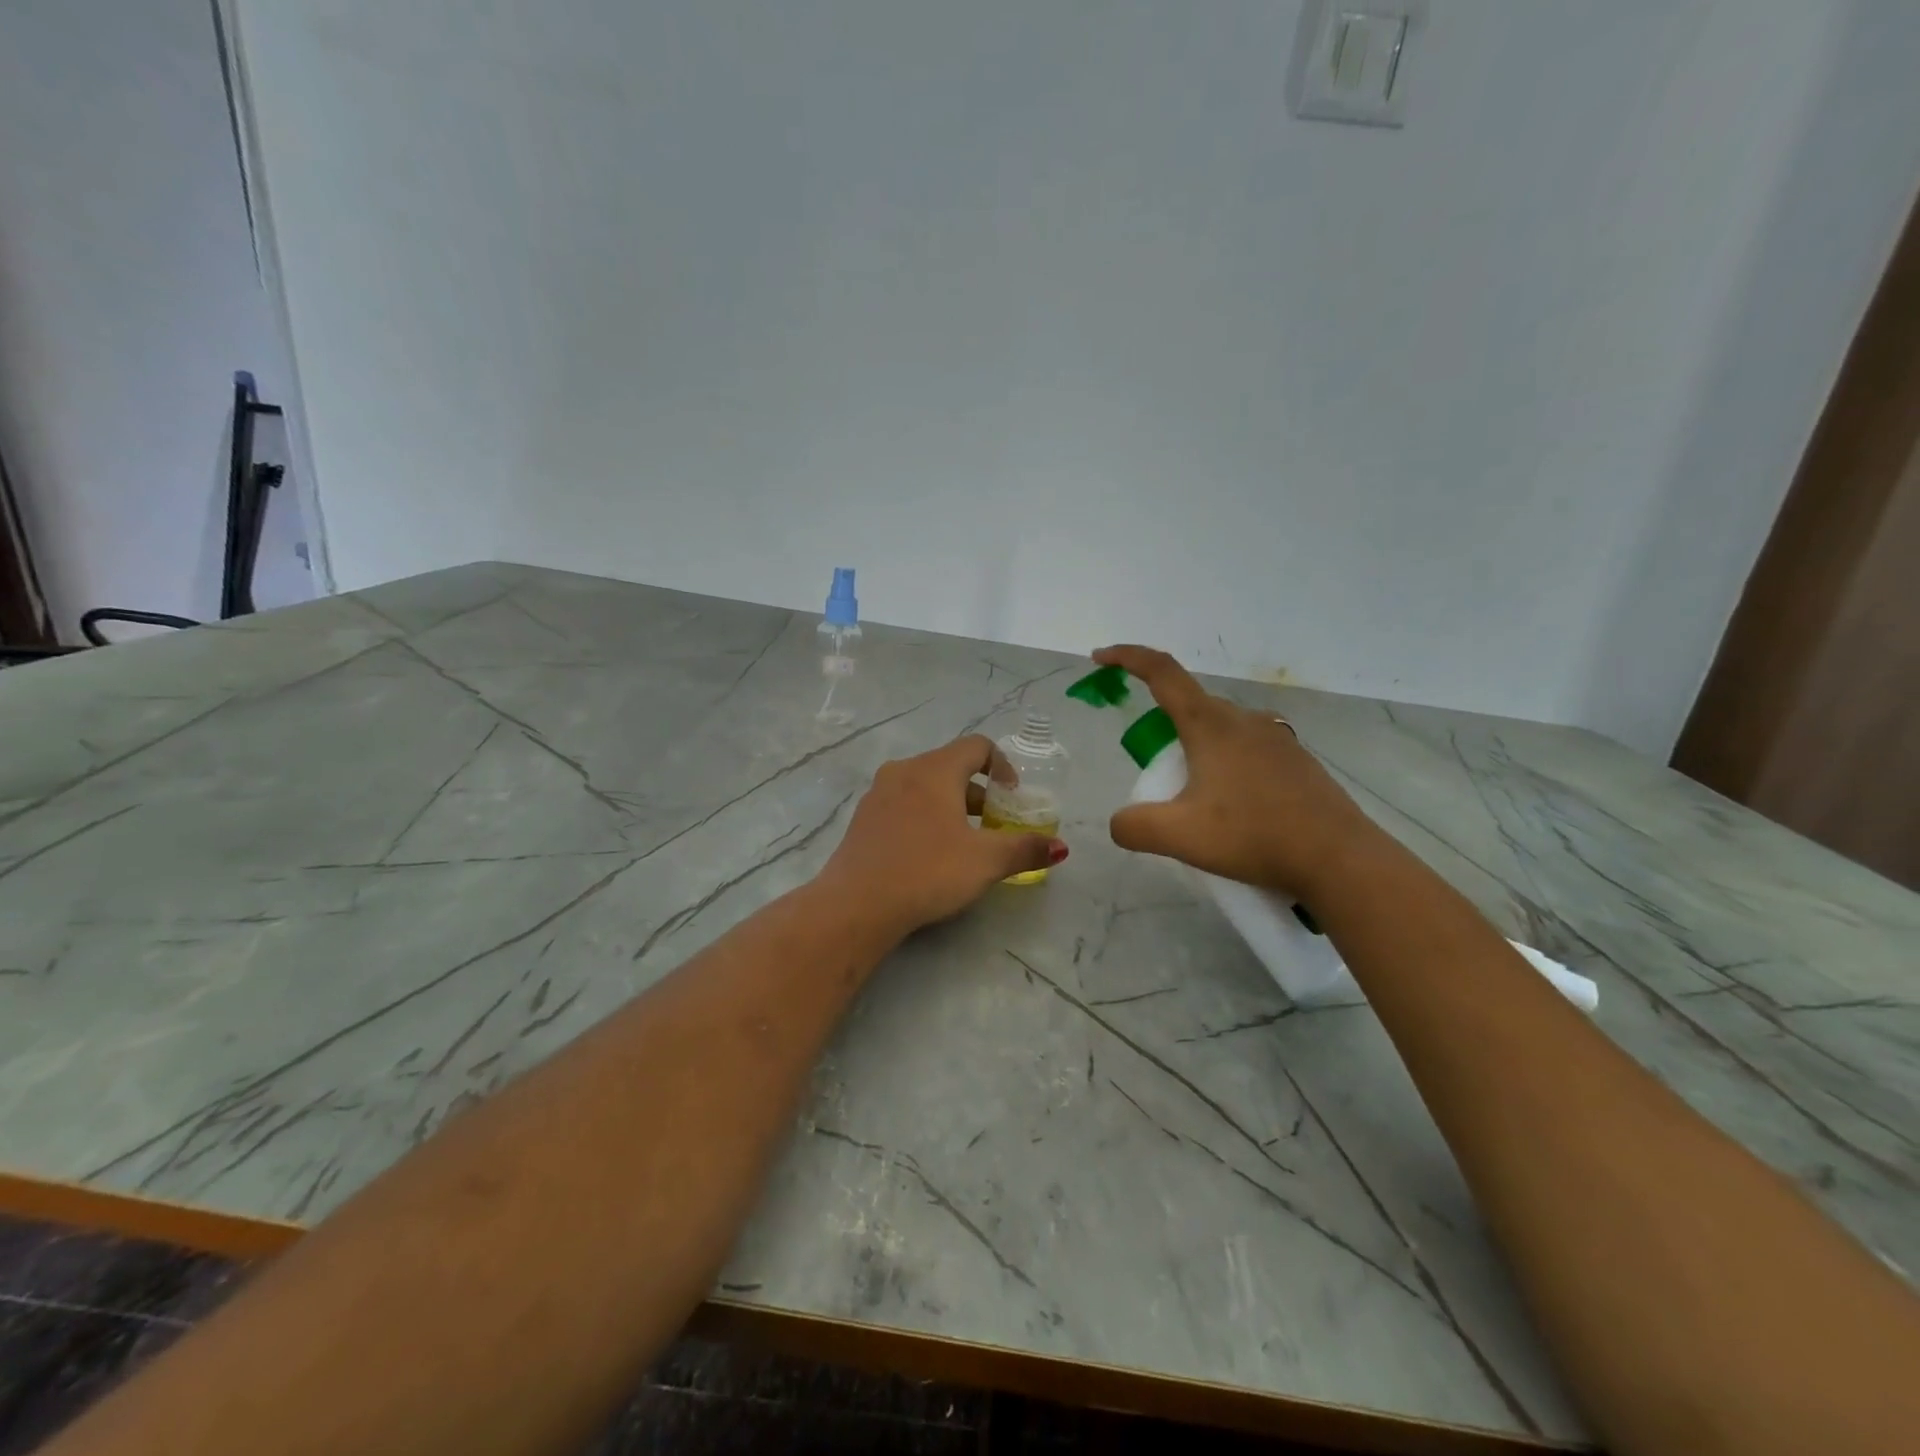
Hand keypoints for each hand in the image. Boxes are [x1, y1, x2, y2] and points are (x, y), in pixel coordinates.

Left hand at [819, 735, 1067, 936]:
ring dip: (952, 805)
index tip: (1012, 799)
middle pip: (951, 767)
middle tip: (995, 825)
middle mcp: (904, 771)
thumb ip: (1025, 849)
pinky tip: (929, 854)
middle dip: (980, 792)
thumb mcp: (985, 862)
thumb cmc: (927, 872)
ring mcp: (878, 794)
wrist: (856, 904)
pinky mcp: (863, 819)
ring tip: (965, 841)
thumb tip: (1060, 847)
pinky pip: (904, 804)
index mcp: (935, 770)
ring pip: (926, 786)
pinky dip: (925, 816)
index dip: (1003, 767)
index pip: (977, 746)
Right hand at [1092, 645, 1379, 903]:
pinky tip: (1235, 809)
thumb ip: (1135, 826)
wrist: (1338, 859)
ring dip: (1196, 750)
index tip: (1101, 657)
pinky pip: (1247, 750)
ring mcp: (1275, 739)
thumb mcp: (1180, 836)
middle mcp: (1243, 720)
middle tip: (1153, 773)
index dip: (1127, 657)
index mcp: (1210, 725)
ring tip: (1195, 799)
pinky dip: (1226, 766)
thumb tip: (1120, 822)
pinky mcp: (1296, 762)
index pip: (1162, 672)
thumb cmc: (1253, 836)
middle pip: (1190, 705)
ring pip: (1221, 730)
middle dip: (1162, 725)